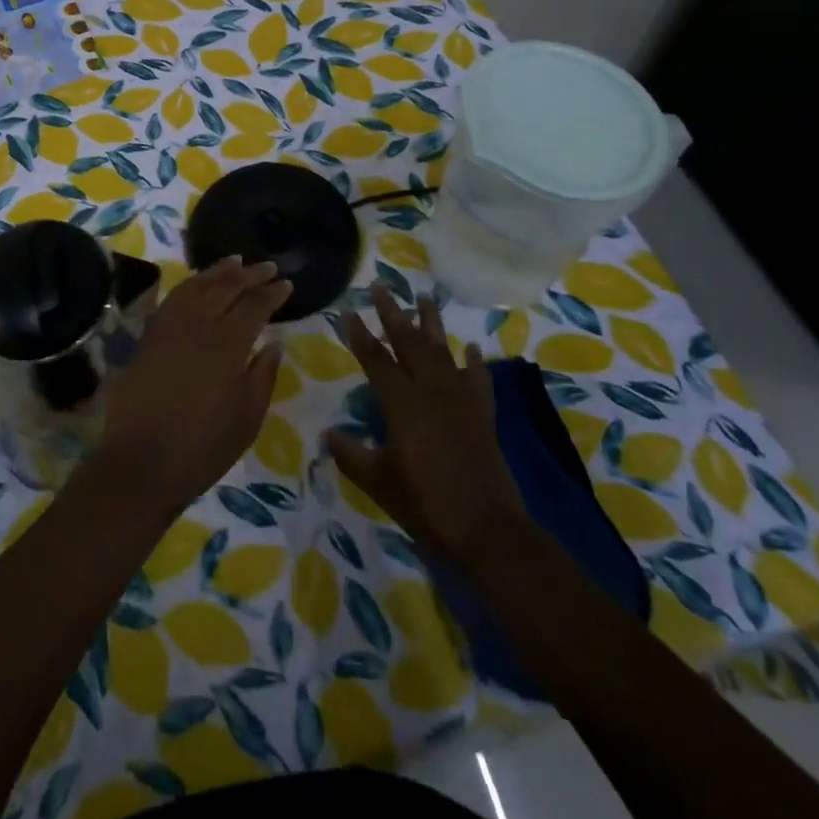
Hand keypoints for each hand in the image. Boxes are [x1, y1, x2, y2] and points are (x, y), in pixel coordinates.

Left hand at [94, 258, 291, 516]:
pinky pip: (174, 297)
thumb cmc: (203, 448)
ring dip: (220, 270)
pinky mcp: (149, 335)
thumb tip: (274, 343)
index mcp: (227, 345)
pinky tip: (199, 283)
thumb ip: (263, 375)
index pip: (255, 306)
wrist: (140, 462)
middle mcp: (198, 325)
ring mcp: (169, 327)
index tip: (287, 284)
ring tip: (237, 261)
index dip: (273, 293)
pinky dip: (191, 283)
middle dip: (251, 274)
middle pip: (227, 287)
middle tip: (269, 267)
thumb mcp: (247, 419)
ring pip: (198, 285)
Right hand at [326, 286, 525, 568]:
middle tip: (381, 287)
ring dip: (432, 324)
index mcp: (403, 405)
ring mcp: (461, 401)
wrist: (488, 531)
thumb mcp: (379, 483)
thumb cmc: (426, 505)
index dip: (360, 336)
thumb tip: (329, 434)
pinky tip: (472, 349)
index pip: (376, 360)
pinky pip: (479, 380)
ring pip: (443, 352)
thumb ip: (351, 454)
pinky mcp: (483, 416)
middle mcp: (432, 392)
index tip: (347, 312)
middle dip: (393, 314)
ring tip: (425, 298)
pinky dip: (475, 363)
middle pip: (409, 344)